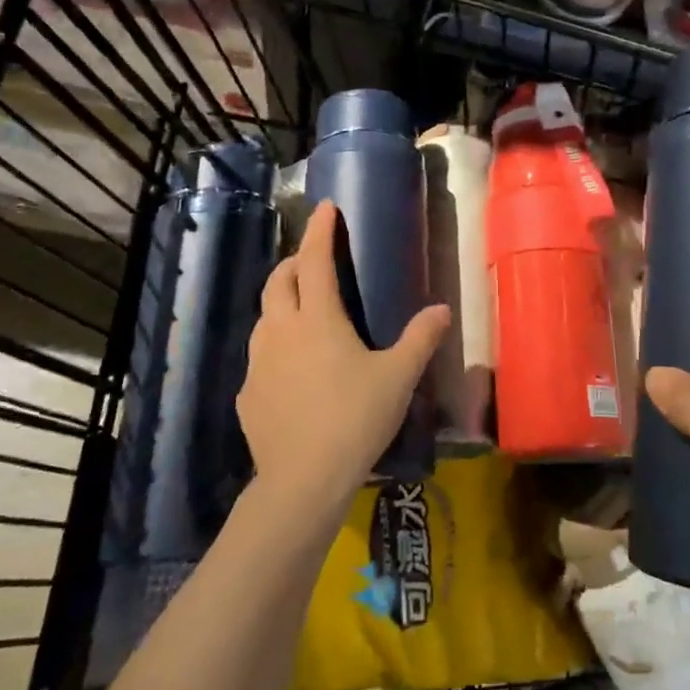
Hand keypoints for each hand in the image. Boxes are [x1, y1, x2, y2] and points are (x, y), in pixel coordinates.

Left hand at [238, 201, 451, 525]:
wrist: (302, 480)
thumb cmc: (354, 418)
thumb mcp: (398, 377)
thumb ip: (420, 339)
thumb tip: (442, 309)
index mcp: (318, 319)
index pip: (314, 260)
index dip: (319, 231)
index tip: (325, 208)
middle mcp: (281, 331)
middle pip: (278, 281)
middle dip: (294, 261)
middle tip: (312, 260)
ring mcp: (259, 364)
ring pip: (264, 317)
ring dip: (281, 301)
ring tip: (302, 310)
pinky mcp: (248, 395)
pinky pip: (260, 356)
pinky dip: (276, 344)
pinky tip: (292, 368)